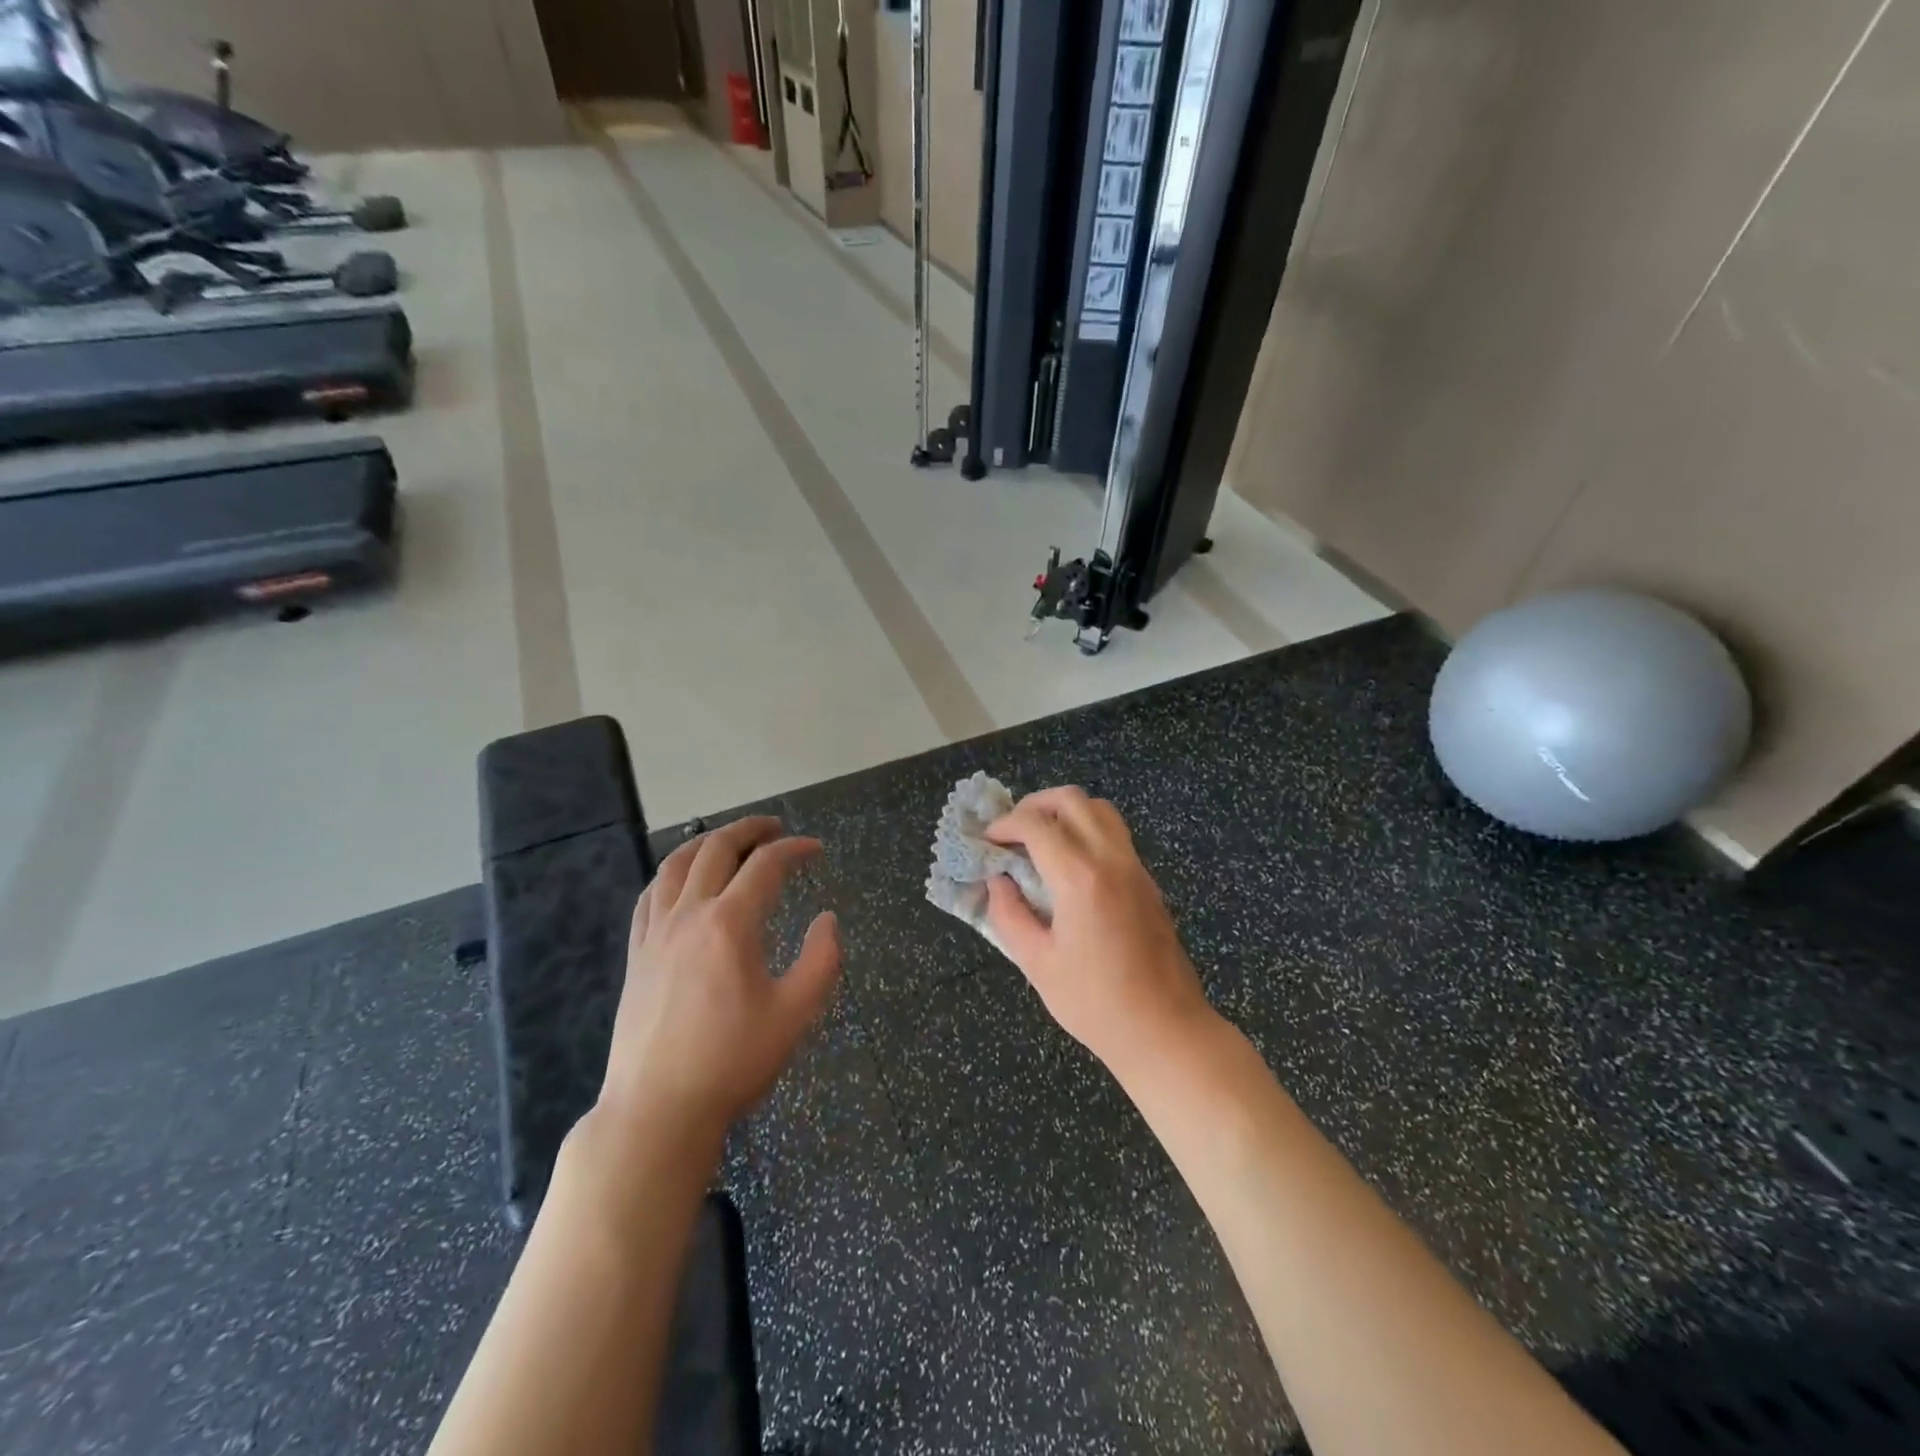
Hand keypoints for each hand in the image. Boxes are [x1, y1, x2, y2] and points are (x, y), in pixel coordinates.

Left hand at [597, 817, 841, 1145]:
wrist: (658, 1110)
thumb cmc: (732, 1061)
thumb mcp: (796, 1014)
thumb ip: (822, 960)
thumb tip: (828, 919)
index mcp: (730, 924)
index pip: (766, 865)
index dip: (795, 849)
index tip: (817, 850)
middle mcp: (689, 915)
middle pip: (717, 849)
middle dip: (750, 829)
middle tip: (775, 827)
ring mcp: (655, 933)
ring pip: (676, 864)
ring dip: (707, 842)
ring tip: (729, 840)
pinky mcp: (636, 954)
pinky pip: (651, 895)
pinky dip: (671, 873)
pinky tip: (681, 880)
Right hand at [985, 787, 1215, 1075]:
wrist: (1165, 1029)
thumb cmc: (1095, 1003)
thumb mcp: (1037, 964)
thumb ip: (1009, 915)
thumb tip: (998, 882)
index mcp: (1080, 878)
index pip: (1036, 825)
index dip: (1005, 825)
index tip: (987, 842)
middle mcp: (1111, 860)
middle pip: (1072, 800)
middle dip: (1034, 805)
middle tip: (1012, 832)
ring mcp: (1135, 868)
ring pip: (1100, 810)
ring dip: (1065, 812)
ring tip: (1040, 841)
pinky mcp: (1147, 881)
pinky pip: (1115, 834)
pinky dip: (1087, 830)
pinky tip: (1069, 865)